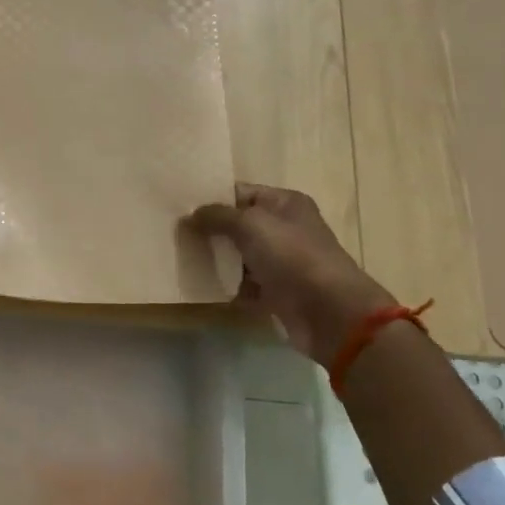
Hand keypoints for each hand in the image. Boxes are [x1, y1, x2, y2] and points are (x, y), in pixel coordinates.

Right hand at [188, 185, 393, 361]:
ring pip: (240, 257)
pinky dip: (229, 287)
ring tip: (183, 259)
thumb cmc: (292, 256)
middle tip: (175, 234)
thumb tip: (192, 214)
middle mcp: (286, 229)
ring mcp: (283, 262)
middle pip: (240, 225)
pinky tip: (203, 287)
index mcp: (285, 204)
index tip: (179, 206)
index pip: (241, 192)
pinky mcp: (278, 292)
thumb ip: (218, 216)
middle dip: (211, 231)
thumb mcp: (250, 225)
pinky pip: (246, 285)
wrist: (329, 312)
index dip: (213, 198)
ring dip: (217, 260)